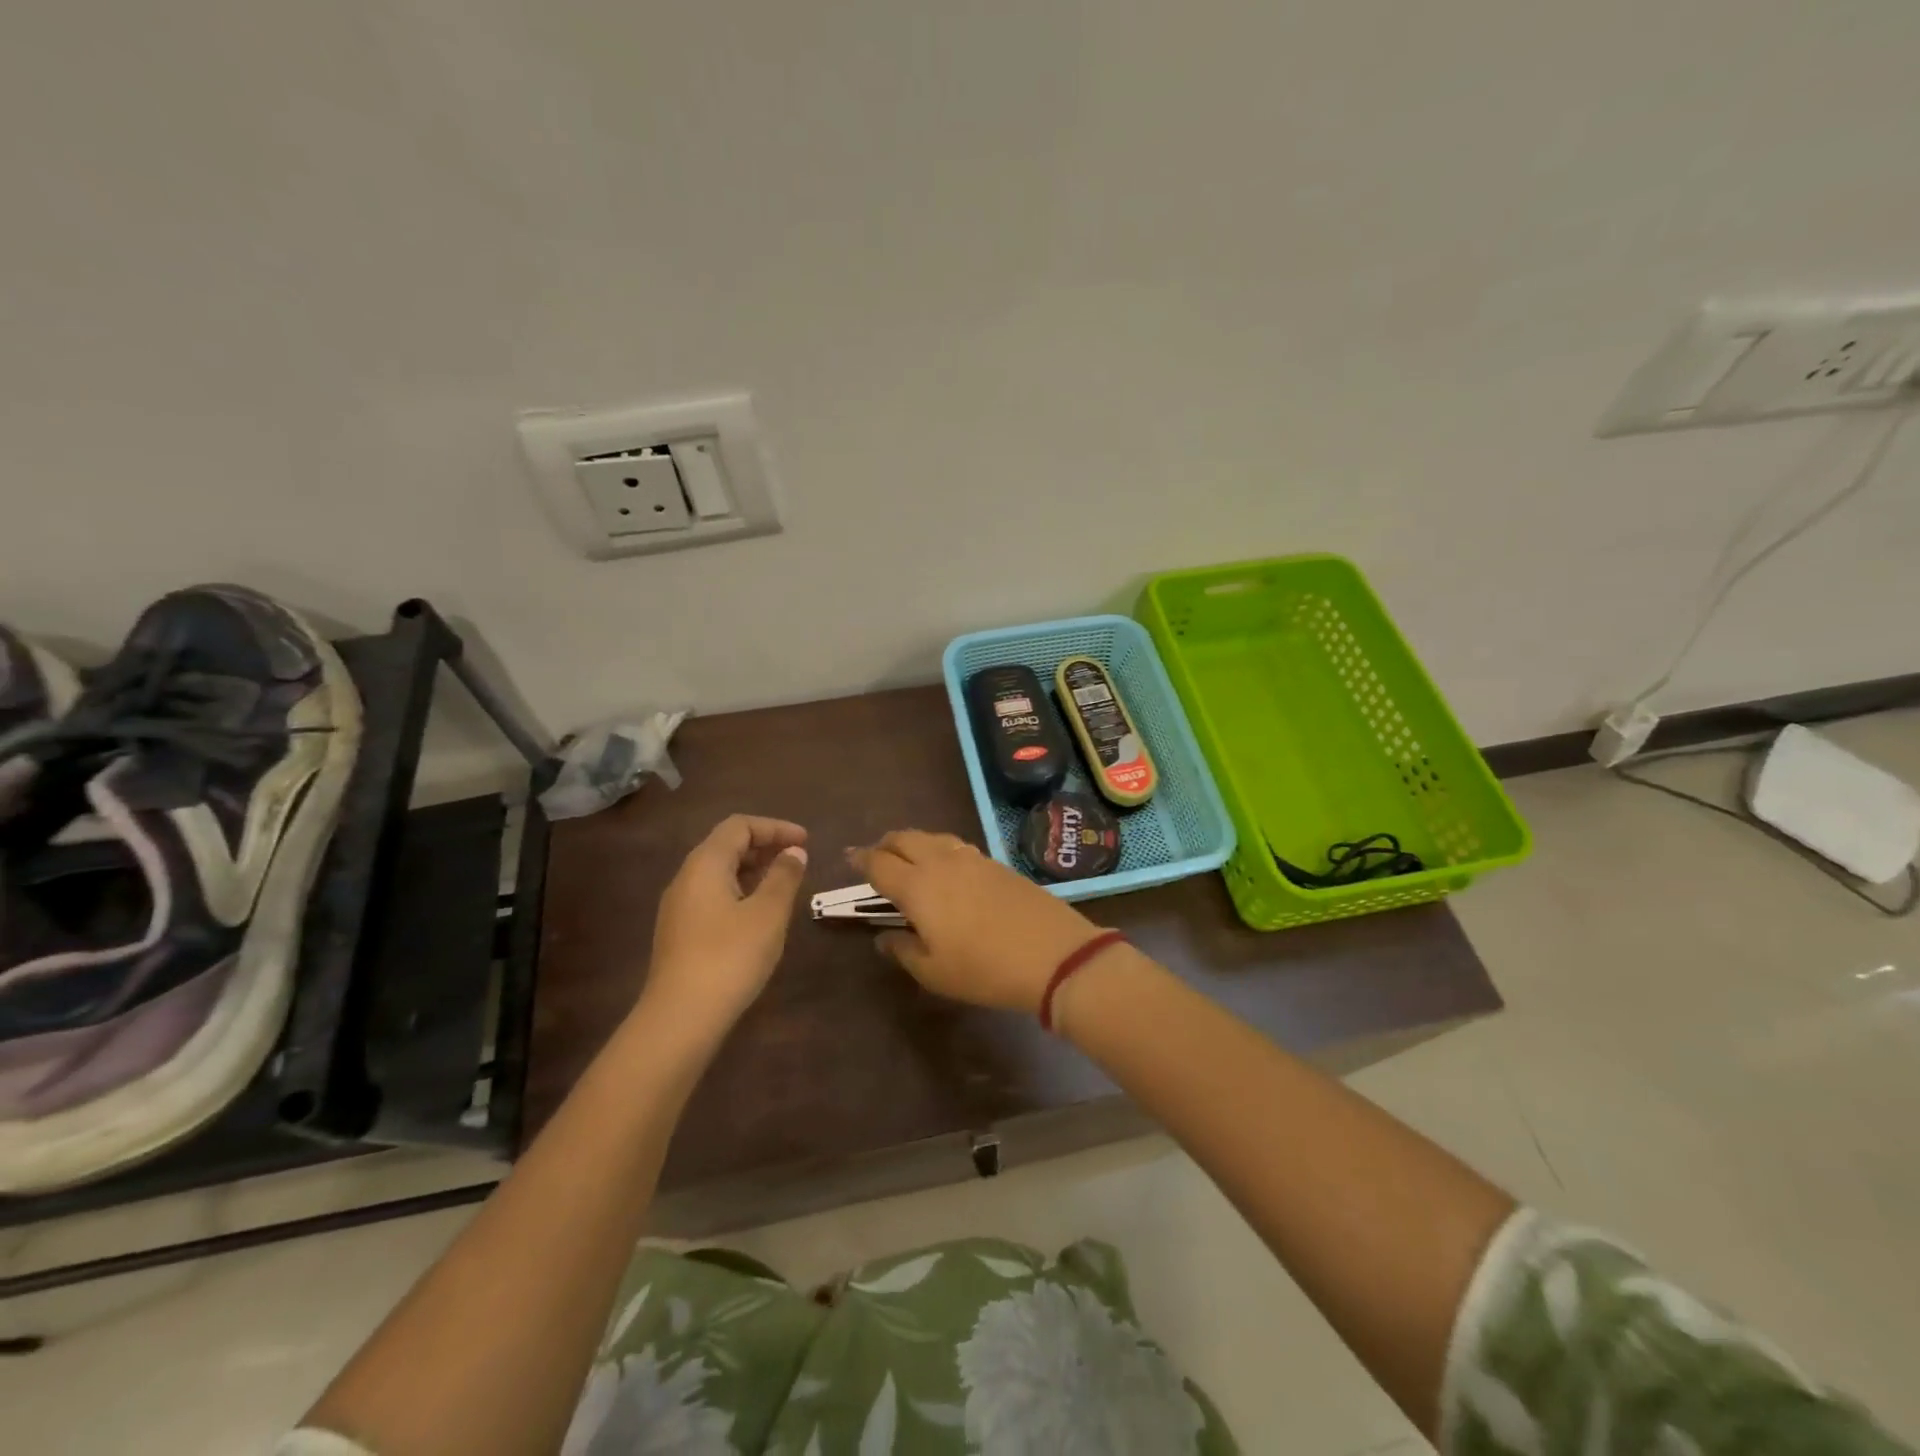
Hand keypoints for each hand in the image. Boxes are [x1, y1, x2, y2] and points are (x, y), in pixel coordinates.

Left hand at [645, 815, 808, 1033]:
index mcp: (705, 864)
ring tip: (785, 885)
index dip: (775, 827)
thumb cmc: (730, 956)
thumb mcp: (768, 913)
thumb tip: (794, 852)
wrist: (680, 1018)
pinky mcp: (680, 932)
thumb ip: (784, 876)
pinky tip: (760, 914)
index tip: (806, 842)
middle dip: (765, 846)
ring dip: (754, 870)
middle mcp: (686, 878)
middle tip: (798, 859)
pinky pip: (713, 895)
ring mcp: (679, 907)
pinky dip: (741, 891)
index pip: (739, 826)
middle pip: (726, 845)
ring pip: (719, 872)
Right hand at [849, 830, 1102, 1012]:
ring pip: (932, 837)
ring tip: (908, 858)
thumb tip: (883, 937)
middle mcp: (940, 862)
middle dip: (884, 844)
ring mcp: (971, 858)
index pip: (879, 863)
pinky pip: (955, 845)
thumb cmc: (984, 969)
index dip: (861, 860)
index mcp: (917, 886)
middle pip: (903, 838)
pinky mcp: (995, 862)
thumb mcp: (934, 972)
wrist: (1052, 953)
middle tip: (876, 857)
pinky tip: (945, 866)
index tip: (849, 860)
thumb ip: (902, 950)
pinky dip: (939, 849)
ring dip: (912, 842)